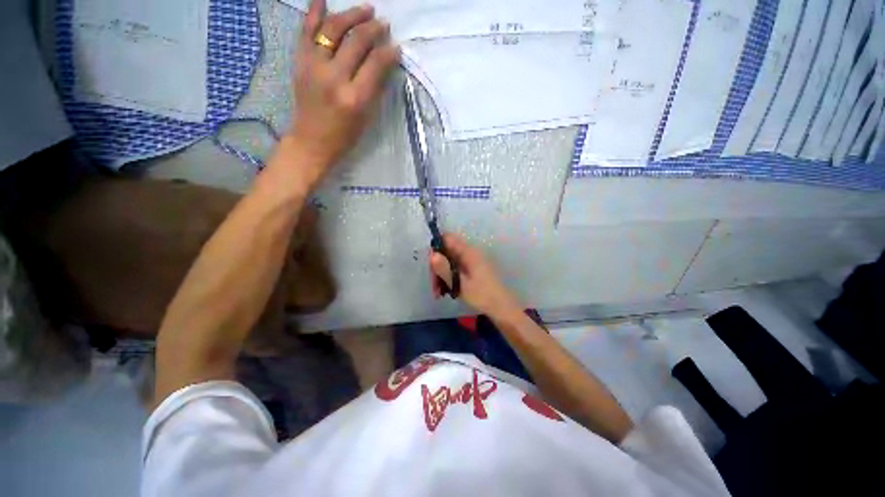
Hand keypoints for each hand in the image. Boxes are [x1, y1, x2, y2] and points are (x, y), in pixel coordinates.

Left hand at [285, 0, 399, 185]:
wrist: (311, 141)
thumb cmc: (344, 136)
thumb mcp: (366, 118)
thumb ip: (375, 89)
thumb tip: (384, 63)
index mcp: (355, 98)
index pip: (376, 64)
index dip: (389, 52)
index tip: (396, 47)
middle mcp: (334, 78)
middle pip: (356, 41)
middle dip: (373, 29)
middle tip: (383, 24)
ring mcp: (313, 66)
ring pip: (332, 29)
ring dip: (351, 15)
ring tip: (365, 10)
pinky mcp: (299, 62)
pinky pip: (306, 30)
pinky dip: (315, 12)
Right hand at [429, 234, 521, 316]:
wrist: (502, 307)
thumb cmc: (481, 295)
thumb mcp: (459, 284)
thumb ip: (445, 269)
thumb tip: (432, 254)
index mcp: (468, 252)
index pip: (447, 238)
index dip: (436, 248)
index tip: (431, 265)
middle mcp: (470, 253)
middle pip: (447, 252)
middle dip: (437, 267)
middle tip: (434, 286)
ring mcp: (471, 261)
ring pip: (450, 262)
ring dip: (442, 275)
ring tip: (438, 293)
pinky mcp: (473, 269)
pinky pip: (456, 268)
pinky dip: (449, 278)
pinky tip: (446, 291)